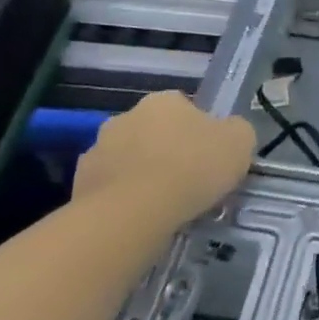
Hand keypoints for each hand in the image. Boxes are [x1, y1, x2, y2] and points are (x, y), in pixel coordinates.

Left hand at [74, 91, 256, 216]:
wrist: (134, 213)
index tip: (209, 156)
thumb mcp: (241, 142)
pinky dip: (122, 200)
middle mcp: (125, 116)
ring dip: (141, 174)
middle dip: (166, 151)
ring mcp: (96, 150)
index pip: (185, 108)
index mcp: (164, 101)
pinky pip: (109, 189)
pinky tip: (139, 219)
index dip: (200, 132)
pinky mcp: (77, 186)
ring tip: (163, 206)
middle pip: (153, 132)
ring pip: (128, 160)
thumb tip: (228, 134)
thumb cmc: (194, 168)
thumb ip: (236, 131)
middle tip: (187, 181)